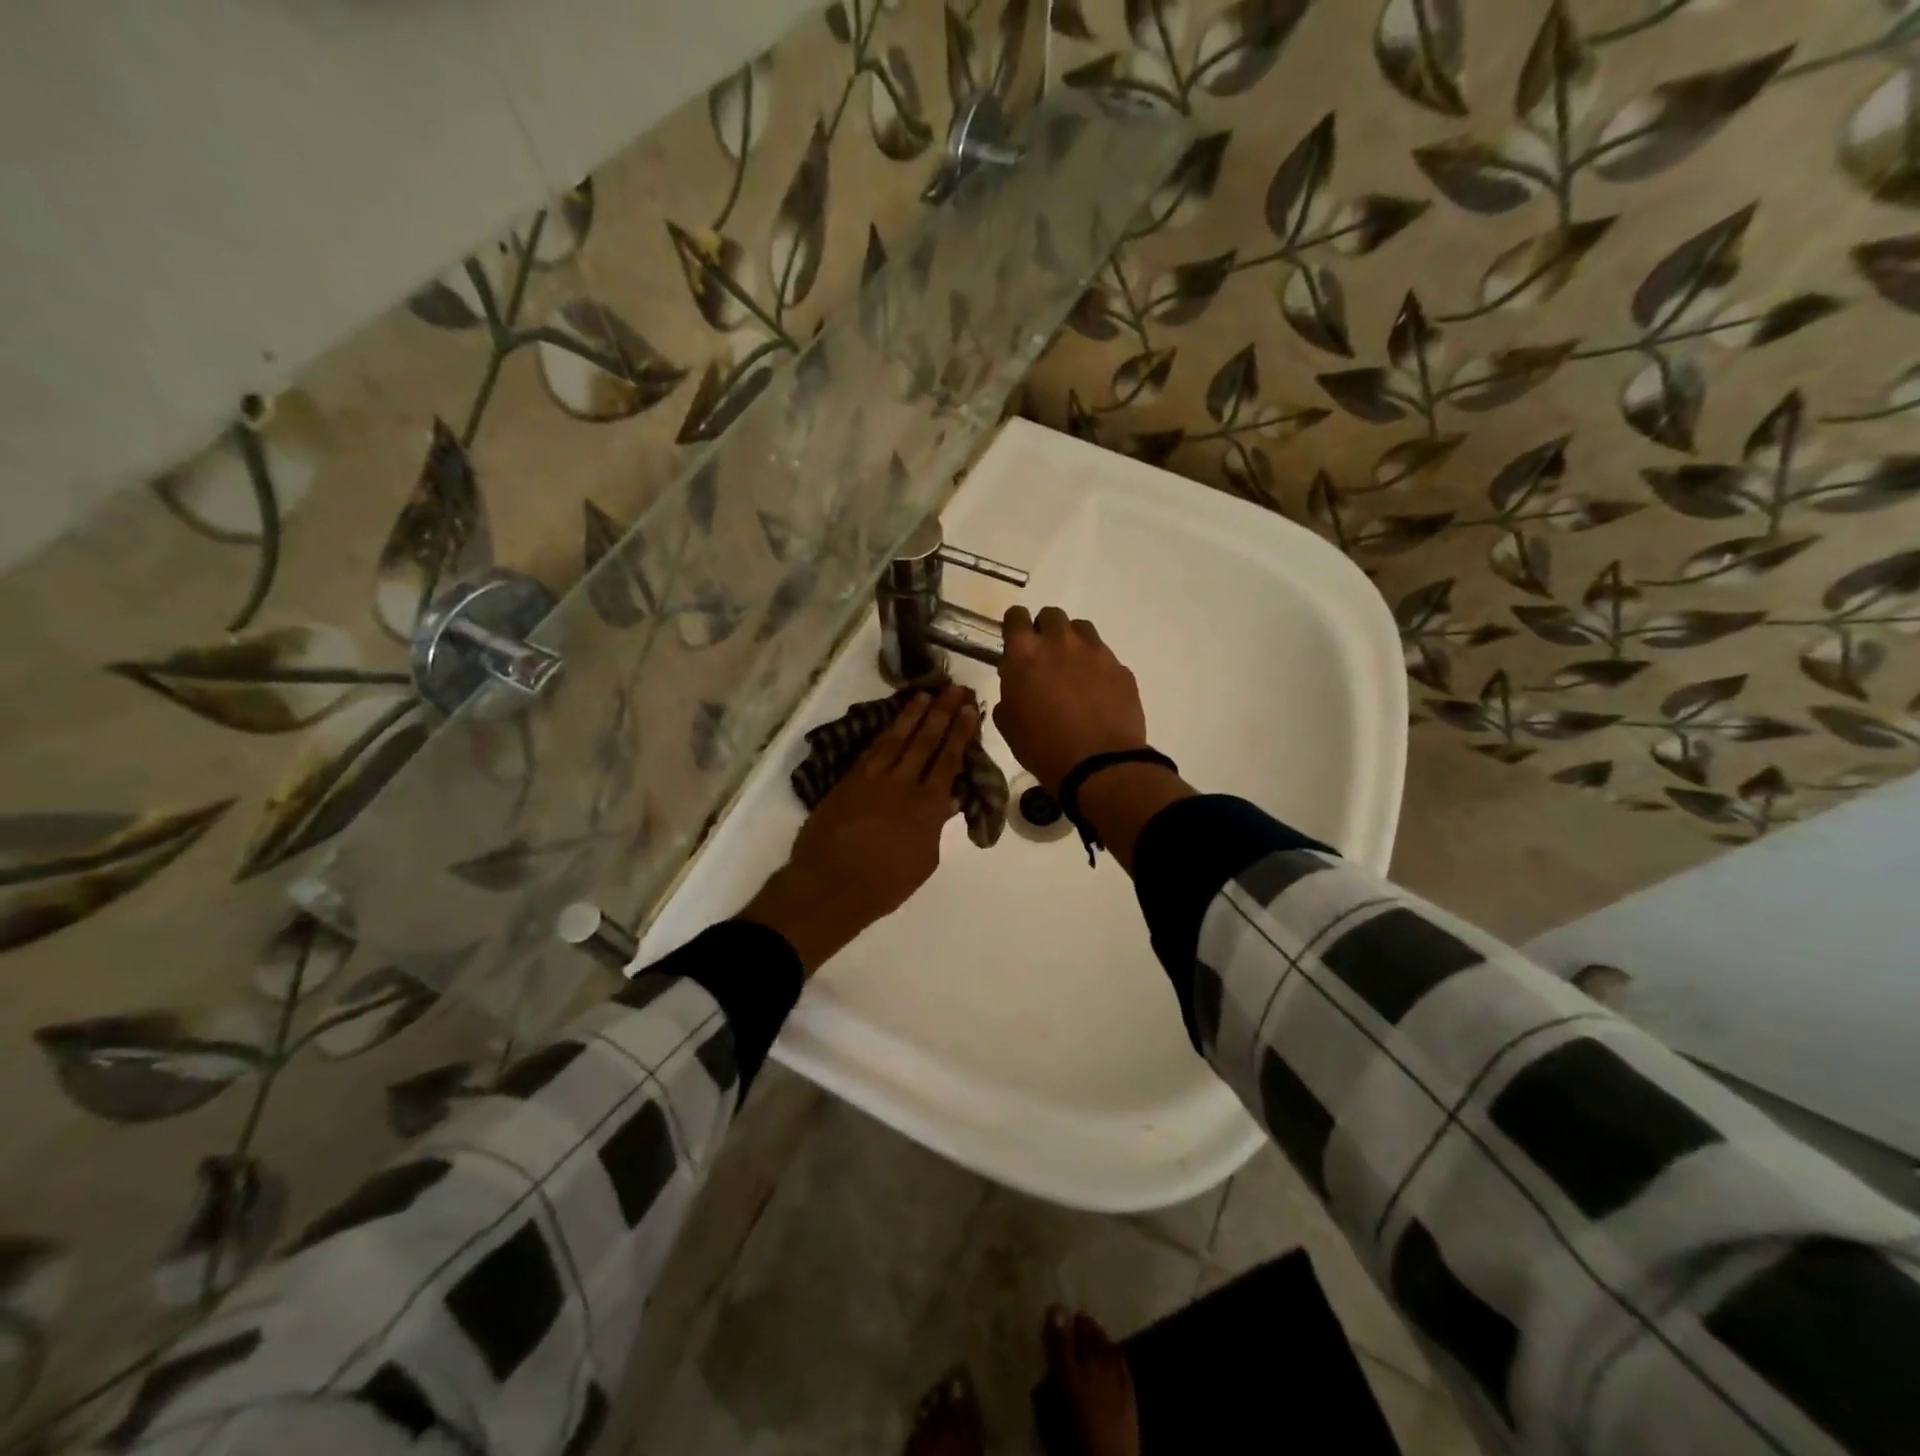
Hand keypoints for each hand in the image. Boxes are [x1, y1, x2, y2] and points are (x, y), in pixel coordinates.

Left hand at [743, 686, 977, 973]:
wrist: (829, 886)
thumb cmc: (884, 884)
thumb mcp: (924, 860)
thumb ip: (936, 826)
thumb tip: (950, 798)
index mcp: (927, 806)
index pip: (948, 760)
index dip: (959, 733)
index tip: (968, 709)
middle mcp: (902, 784)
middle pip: (925, 741)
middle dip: (941, 713)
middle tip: (954, 689)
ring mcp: (872, 779)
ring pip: (896, 739)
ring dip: (912, 715)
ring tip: (925, 695)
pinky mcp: (848, 781)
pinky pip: (871, 750)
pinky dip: (884, 733)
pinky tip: (892, 723)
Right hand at [994, 606, 1148, 794]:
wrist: (1099, 765)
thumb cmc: (1043, 747)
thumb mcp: (1008, 724)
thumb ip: (1009, 692)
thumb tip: (1015, 680)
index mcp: (1025, 653)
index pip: (1016, 616)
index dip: (1014, 627)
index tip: (1016, 643)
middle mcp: (1060, 642)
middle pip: (1051, 615)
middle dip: (1045, 631)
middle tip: (1045, 657)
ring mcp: (1095, 652)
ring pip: (1081, 629)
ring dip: (1073, 642)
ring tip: (1073, 670)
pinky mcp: (1120, 668)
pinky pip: (1104, 656)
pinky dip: (1096, 667)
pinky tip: (1096, 692)